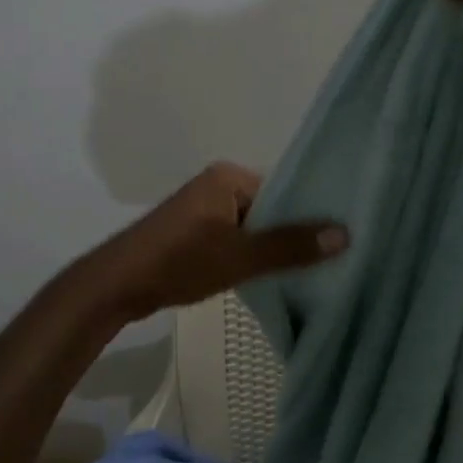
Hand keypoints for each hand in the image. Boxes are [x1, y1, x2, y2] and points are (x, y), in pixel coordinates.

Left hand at [80, 162, 348, 324]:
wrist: (117, 286)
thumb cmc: (179, 261)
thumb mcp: (240, 256)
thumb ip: (290, 246)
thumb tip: (345, 233)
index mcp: (228, 177)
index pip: (284, 190)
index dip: (311, 214)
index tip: (342, 237)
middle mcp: (217, 185)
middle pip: (271, 209)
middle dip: (294, 234)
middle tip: (333, 258)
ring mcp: (203, 211)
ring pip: (253, 228)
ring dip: (273, 249)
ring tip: (311, 271)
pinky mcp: (194, 234)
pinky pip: (236, 240)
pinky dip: (252, 256)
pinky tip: (273, 277)